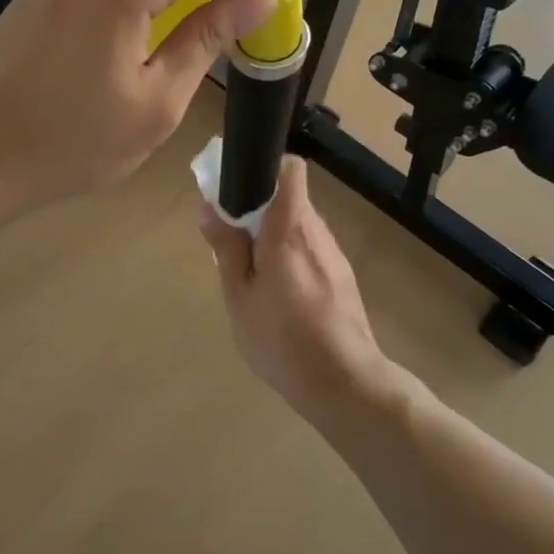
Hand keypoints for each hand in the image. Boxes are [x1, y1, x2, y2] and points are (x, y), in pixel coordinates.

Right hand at [196, 157, 390, 412]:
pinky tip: (279, 293)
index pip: (290, 170)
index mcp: (289, 229)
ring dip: (273, 234)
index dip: (264, 168)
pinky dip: (290, 255)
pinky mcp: (342, 276)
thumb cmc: (282, 339)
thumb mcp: (239, 296)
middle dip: (259, 208)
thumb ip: (226, 247)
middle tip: (231, 239)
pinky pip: (310, 248)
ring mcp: (334, 254)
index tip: (237, 188)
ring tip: (252, 271)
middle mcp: (316, 232)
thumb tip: (209, 206)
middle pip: (289, 198)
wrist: (345, 384)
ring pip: (299, 225)